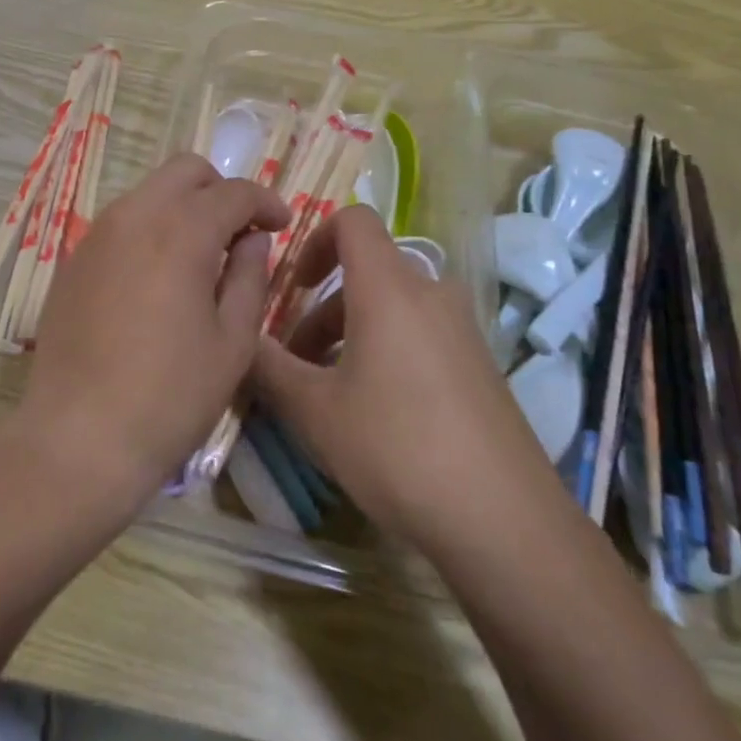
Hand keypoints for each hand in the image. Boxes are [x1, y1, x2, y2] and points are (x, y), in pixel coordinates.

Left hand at [0, 153, 289, 518]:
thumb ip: (248, 277)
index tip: (282, 225)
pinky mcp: (72, 261)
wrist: (79, 436)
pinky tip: (158, 276)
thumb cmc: (170, 396)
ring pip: (148, 193)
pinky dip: (149, 229)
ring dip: (183, 207)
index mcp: (179, 231)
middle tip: (241, 231)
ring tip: (202, 255)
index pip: (233, 192)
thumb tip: (253, 239)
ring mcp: (95, 236)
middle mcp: (132, 217)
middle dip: (221, 190)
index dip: (265, 203)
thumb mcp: (232, 342)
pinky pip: (120, 223)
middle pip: (184, 171)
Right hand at [249, 206, 561, 550]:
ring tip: (324, 394)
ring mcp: (461, 331)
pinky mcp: (478, 366)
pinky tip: (370, 413)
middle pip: (366, 273)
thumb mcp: (313, 410)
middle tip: (293, 361)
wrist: (503, 520)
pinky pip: (418, 335)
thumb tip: (238, 341)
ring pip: (391, 308)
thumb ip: (265, 366)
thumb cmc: (395, 447)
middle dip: (321, 309)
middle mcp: (431, 294)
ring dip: (348, 335)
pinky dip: (383, 352)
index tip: (291, 287)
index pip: (353, 220)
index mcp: (390, 288)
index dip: (314, 239)